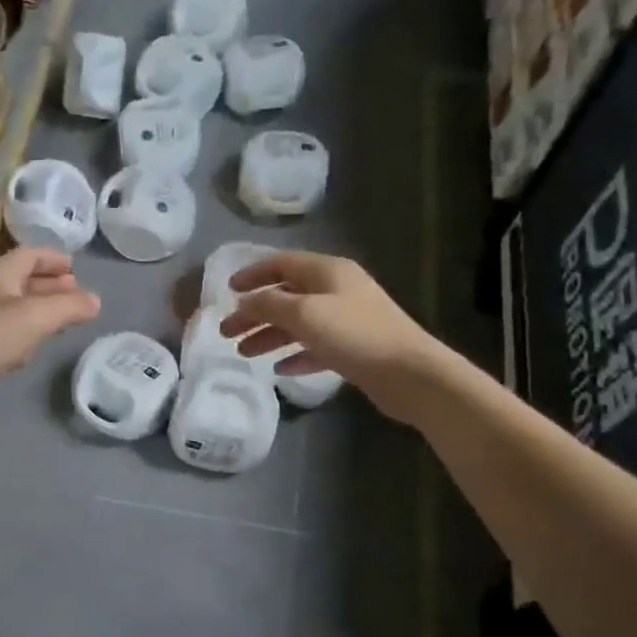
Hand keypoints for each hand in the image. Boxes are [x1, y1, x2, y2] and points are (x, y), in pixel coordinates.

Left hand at [0, 247, 100, 400]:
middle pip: (22, 279)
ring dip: (39, 308)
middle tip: (75, 292)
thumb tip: (95, 301)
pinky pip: (5, 331)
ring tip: (63, 317)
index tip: (76, 268)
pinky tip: (33, 346)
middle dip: (50, 284)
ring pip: (14, 306)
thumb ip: (69, 307)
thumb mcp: (35, 317)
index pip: (30, 255)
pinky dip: (25, 331)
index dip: (54, 258)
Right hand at [221, 252, 437, 402]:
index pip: (282, 264)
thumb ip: (268, 305)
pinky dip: (295, 354)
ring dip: (270, 336)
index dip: (253, 275)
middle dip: (255, 313)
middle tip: (226, 332)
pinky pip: (316, 347)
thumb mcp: (304, 314)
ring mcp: (347, 320)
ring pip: (299, 323)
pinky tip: (279, 369)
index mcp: (328, 272)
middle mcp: (338, 290)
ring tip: (244, 353)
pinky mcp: (354, 348)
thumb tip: (244, 302)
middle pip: (286, 296)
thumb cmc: (354, 335)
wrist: (409, 373)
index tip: (227, 291)